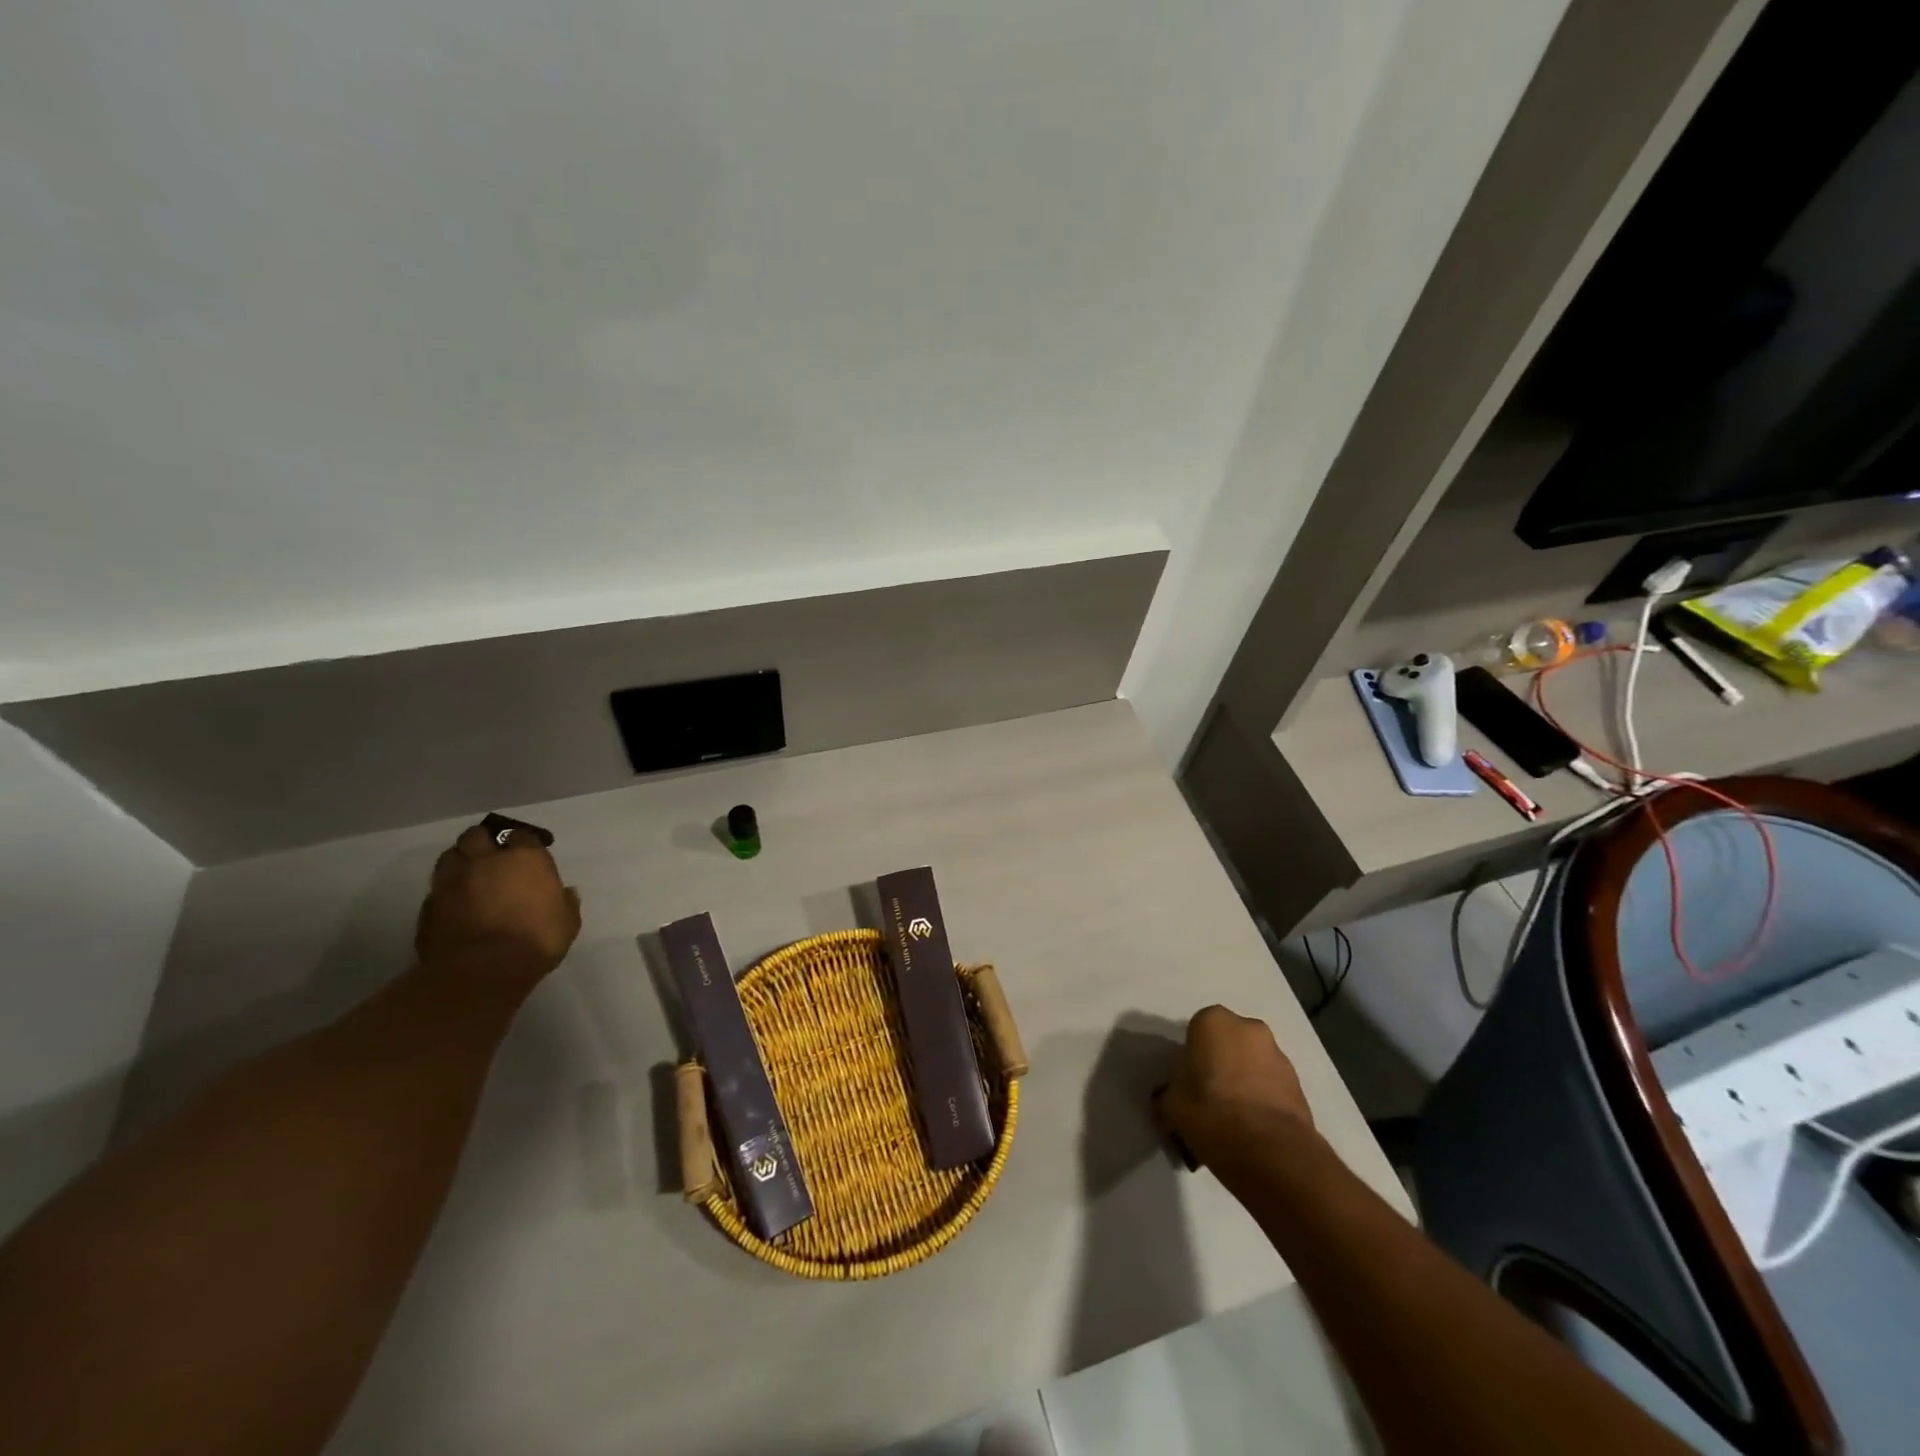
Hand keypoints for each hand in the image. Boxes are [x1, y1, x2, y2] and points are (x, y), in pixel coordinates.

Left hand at [415, 824, 582, 987]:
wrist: (481, 971)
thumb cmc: (535, 940)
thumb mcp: (567, 922)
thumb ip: (565, 902)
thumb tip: (565, 893)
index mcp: (524, 858)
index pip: (521, 835)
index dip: (523, 843)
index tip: (526, 855)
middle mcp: (485, 860)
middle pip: (477, 836)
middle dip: (484, 842)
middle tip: (492, 857)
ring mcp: (452, 881)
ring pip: (451, 856)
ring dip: (461, 861)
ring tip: (470, 876)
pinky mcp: (429, 905)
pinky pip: (437, 888)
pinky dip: (446, 891)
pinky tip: (455, 904)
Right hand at [1160, 1006, 1315, 1182]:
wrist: (1270, 1152)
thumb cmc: (1210, 1113)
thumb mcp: (1171, 1104)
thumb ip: (1172, 1092)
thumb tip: (1174, 1098)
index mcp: (1213, 1021)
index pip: (1196, 1031)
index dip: (1191, 1058)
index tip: (1187, 1084)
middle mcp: (1249, 1028)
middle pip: (1228, 1044)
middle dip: (1220, 1065)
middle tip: (1209, 1098)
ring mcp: (1279, 1055)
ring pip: (1252, 1064)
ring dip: (1243, 1083)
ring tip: (1233, 1120)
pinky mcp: (1300, 1085)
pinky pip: (1271, 1087)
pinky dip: (1262, 1101)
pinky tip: (1252, 1130)